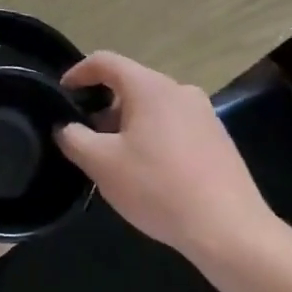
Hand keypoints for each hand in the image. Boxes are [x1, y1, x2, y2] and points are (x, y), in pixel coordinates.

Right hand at [56, 52, 274, 257]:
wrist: (230, 230)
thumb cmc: (157, 188)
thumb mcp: (101, 163)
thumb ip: (74, 138)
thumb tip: (67, 127)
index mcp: (150, 87)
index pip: (105, 62)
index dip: (77, 73)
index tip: (61, 95)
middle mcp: (180, 91)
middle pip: (130, 84)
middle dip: (101, 106)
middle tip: (84, 136)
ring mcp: (204, 115)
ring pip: (152, 107)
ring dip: (126, 124)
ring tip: (113, 158)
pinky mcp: (217, 139)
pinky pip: (173, 125)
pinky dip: (151, 137)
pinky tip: (147, 172)